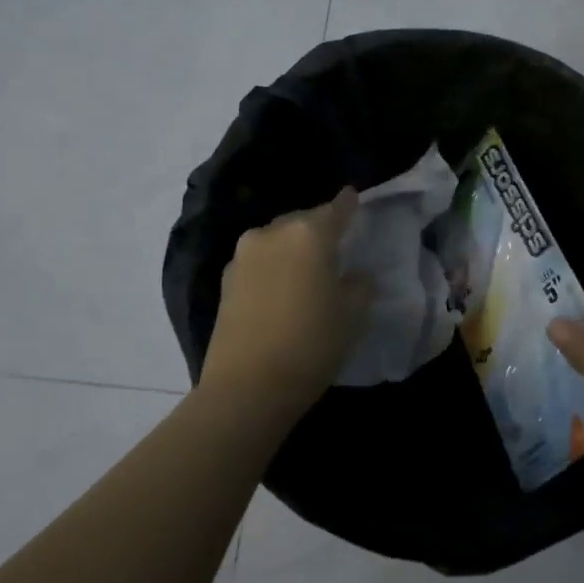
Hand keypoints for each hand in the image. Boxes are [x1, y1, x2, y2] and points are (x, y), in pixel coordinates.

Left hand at [200, 188, 372, 416]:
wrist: (247, 386)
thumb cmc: (311, 344)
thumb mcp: (353, 316)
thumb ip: (359, 286)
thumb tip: (353, 275)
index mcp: (309, 234)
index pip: (335, 209)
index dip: (347, 203)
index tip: (353, 195)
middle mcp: (272, 233)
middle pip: (302, 221)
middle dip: (318, 229)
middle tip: (334, 246)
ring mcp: (243, 255)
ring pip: (276, 240)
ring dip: (292, 248)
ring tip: (306, 270)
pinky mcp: (224, 280)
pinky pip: (258, 262)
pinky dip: (272, 267)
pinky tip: (281, 288)